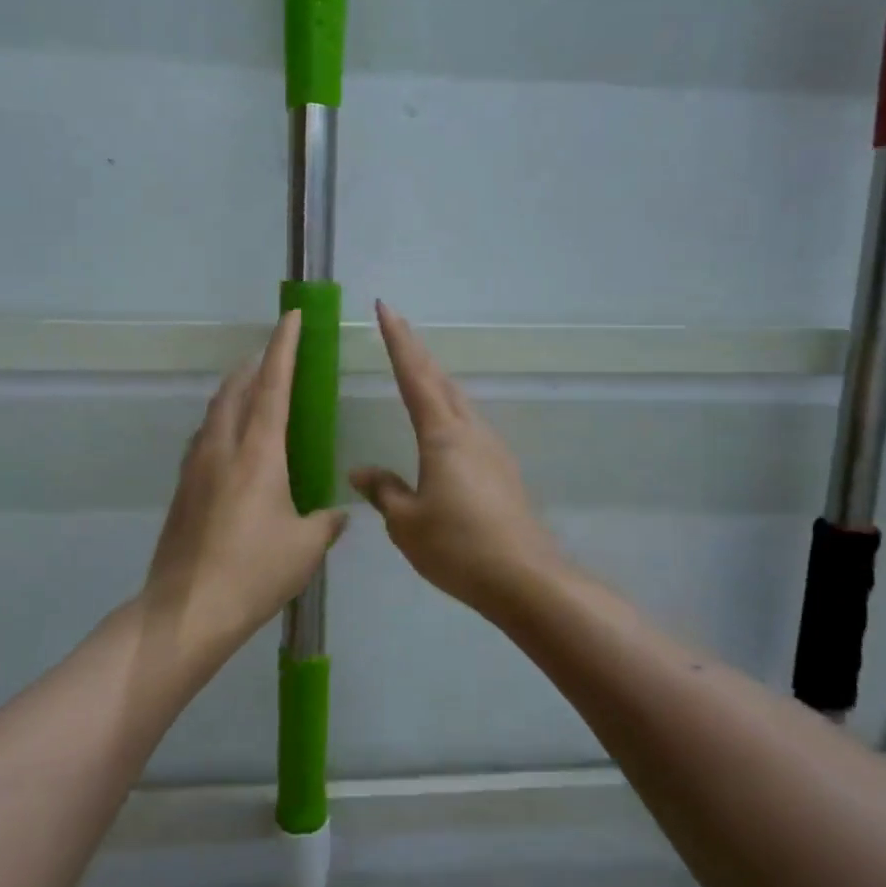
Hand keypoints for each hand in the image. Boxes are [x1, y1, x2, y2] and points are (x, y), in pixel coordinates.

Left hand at [142, 311, 347, 675]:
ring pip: (215, 411)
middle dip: (256, 364)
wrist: (187, 609)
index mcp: (258, 453)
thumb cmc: (254, 573)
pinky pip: (204, 438)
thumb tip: (337, 513)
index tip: (291, 317)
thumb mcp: (305, 548)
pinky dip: (221, 422)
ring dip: (235, 391)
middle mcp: (223, 448)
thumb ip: (325, 522)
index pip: (273, 386)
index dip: (284, 347)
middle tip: (274, 354)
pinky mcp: (182, 488)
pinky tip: (231, 442)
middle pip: (236, 389)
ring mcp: (196, 466)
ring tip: (253, 390)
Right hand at [350, 301, 559, 615]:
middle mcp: (470, 432)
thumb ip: (383, 491)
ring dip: (436, 380)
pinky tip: (443, 427)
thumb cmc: (458, 547)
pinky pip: (469, 425)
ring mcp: (491, 449)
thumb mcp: (406, 522)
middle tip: (397, 327)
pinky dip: (449, 410)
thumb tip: (361, 472)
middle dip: (417, 352)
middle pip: (441, 381)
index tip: (385, 308)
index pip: (414, 376)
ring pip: (459, 401)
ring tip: (417, 370)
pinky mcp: (502, 470)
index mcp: (442, 435)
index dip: (397, 341)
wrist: (524, 578)